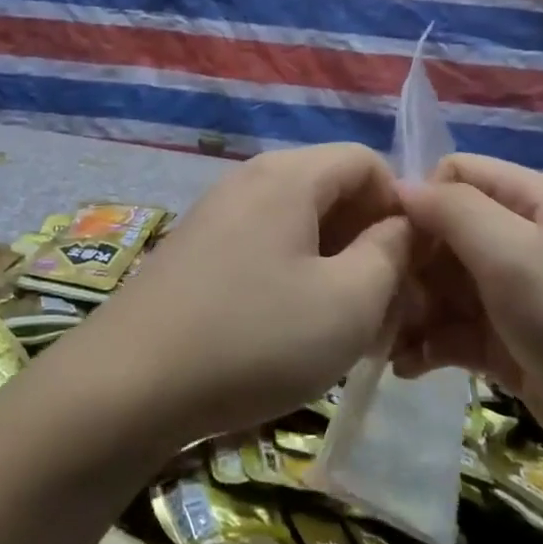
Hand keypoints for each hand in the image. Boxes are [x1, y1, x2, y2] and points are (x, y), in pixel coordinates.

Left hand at [68, 144, 411, 448]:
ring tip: (342, 326)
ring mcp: (215, 212)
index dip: (401, 207)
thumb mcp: (348, 303)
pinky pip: (262, 244)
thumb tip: (401, 226)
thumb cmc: (254, 338)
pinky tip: (290, 328)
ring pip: (297, 222)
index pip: (366, 161)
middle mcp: (249, 178)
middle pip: (330, 189)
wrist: (129, 382)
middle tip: (385, 307)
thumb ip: (391, 254)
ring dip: (333, 264)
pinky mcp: (195, 248)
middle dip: (368, 241)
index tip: (413, 267)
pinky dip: (292, 275)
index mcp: (288, 175)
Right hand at [393, 154, 542, 508]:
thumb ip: (453, 211)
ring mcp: (516, 298)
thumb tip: (400, 187)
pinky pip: (455, 333)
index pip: (454, 175)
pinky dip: (428, 345)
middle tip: (378, 300)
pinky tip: (405, 366)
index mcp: (532, 201)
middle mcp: (522, 241)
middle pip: (443, 232)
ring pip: (444, 286)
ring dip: (411, 308)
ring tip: (382, 340)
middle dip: (407, 263)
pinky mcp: (512, 348)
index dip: (416, 199)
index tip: (381, 239)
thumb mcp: (516, 255)